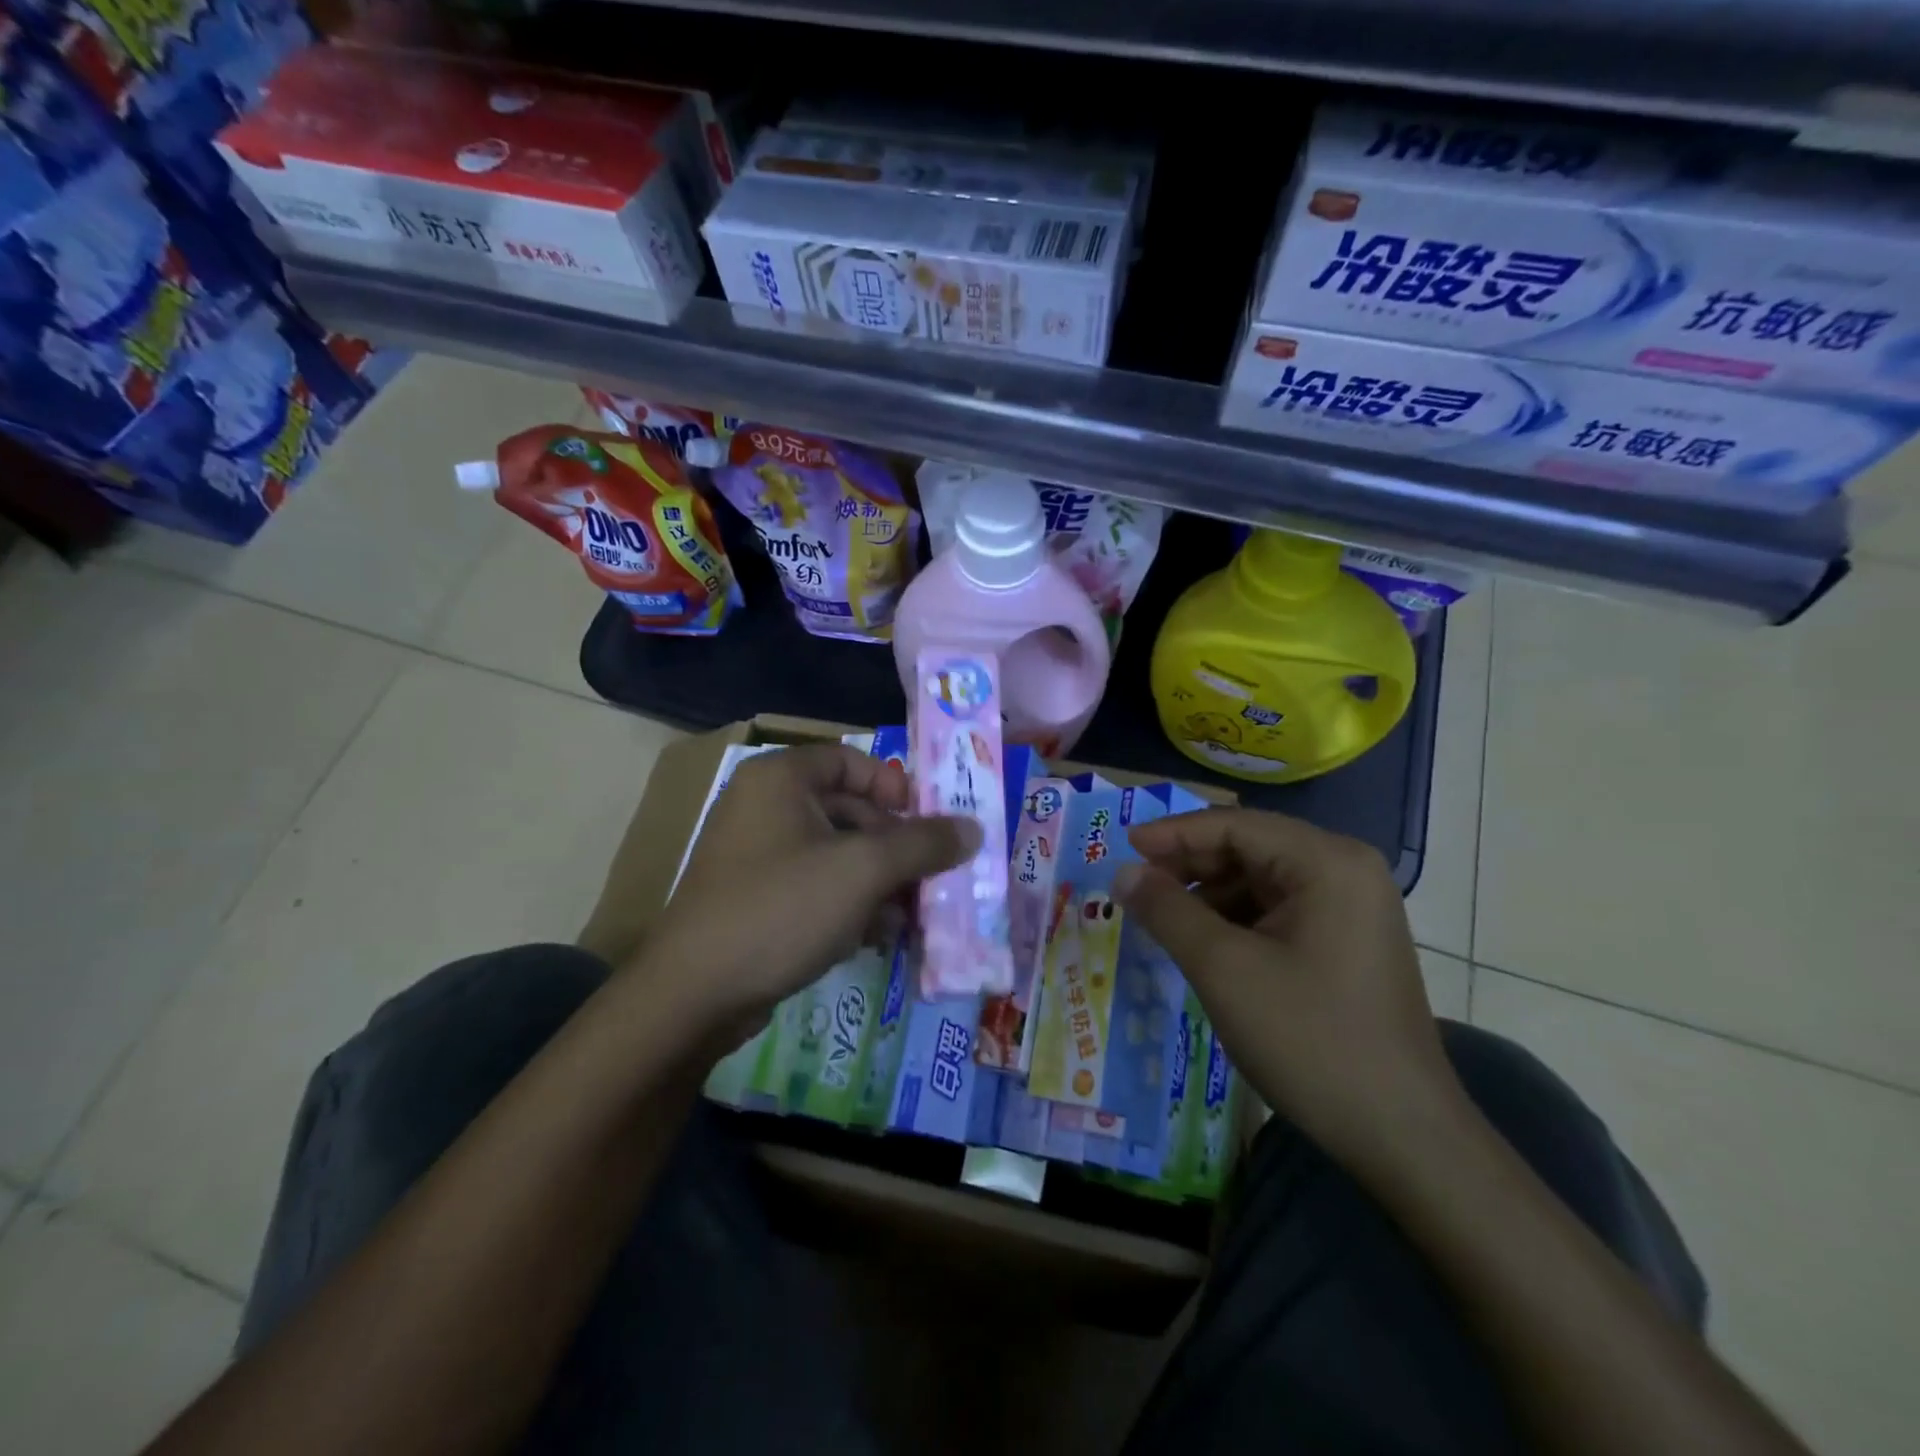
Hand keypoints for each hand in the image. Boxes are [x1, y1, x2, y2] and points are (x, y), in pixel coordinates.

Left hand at [640, 743, 977, 1048]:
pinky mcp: (756, 899)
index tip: (926, 823)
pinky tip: (878, 935)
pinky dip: (849, 903)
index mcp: (781, 779)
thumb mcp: (863, 870)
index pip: (850, 761)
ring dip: (879, 880)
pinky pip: (815, 886)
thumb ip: (922, 844)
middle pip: (848, 810)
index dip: (894, 787)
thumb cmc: (782, 908)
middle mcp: (764, 807)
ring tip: (913, 914)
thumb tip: (973, 829)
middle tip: (931, 876)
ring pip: (835, 854)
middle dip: (894, 846)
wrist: (694, 994)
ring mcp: (756, 856)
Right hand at [1116, 808, 1461, 1171]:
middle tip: (1137, 886)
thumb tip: (1122, 873)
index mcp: (1327, 862)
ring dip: (1208, 895)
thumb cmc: (1310, 1039)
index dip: (1174, 833)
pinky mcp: (1347, 942)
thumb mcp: (1223, 969)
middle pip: (1250, 848)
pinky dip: (1235, 920)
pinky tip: (1204, 945)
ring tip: (1162, 919)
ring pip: (1260, 881)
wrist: (1401, 1136)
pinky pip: (1278, 911)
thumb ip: (1167, 911)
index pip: (1235, 825)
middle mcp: (1345, 871)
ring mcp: (1351, 908)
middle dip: (1190, 865)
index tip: (1124, 848)